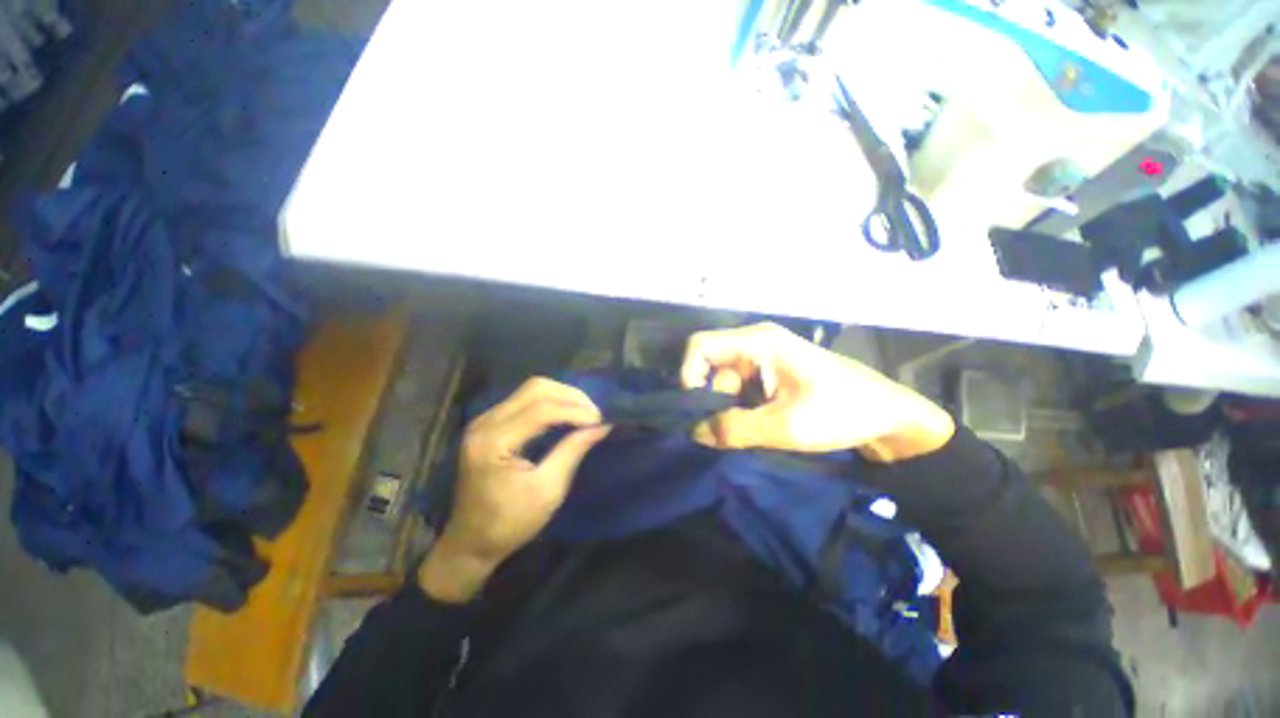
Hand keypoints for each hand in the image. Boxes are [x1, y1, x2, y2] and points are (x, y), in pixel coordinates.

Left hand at [418, 378, 610, 602]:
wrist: (471, 542)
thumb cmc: (510, 523)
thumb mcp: (548, 490)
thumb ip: (573, 451)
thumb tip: (601, 426)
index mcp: (494, 442)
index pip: (541, 410)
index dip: (575, 411)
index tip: (600, 421)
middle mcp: (485, 422)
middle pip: (535, 388)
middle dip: (571, 396)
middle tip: (594, 414)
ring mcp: (484, 420)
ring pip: (530, 389)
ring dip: (562, 396)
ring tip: (584, 412)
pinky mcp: (489, 423)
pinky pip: (524, 399)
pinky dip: (550, 401)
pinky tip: (565, 414)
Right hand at [680, 323, 953, 461]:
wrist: (891, 418)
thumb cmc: (843, 412)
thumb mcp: (786, 426)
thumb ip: (735, 429)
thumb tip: (694, 432)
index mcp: (759, 342)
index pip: (701, 345)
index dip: (688, 373)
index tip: (693, 409)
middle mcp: (756, 345)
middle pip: (710, 366)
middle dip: (709, 399)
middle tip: (719, 432)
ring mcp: (764, 360)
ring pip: (723, 382)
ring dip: (725, 409)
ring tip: (742, 435)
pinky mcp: (770, 376)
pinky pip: (739, 390)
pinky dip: (738, 410)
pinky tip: (752, 428)